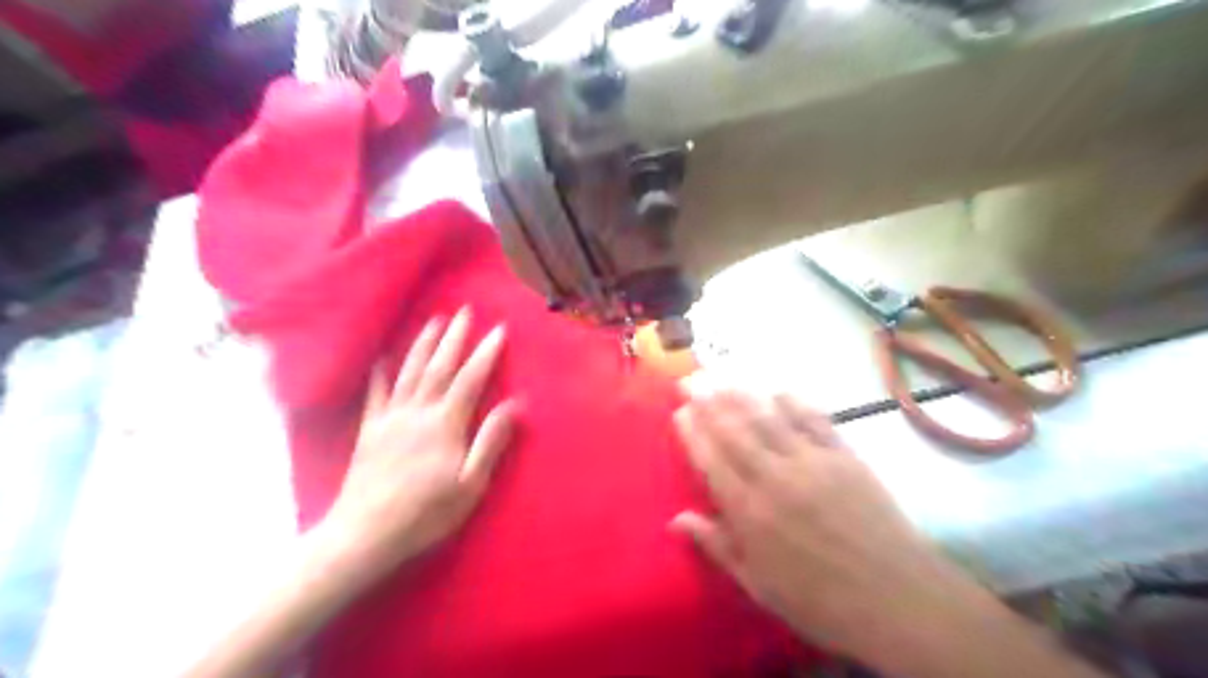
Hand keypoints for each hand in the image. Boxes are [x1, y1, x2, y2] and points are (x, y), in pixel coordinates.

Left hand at [318, 311, 517, 584]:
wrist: (365, 535)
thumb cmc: (426, 514)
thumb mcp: (470, 484)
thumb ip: (491, 441)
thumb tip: (514, 404)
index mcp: (446, 425)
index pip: (471, 379)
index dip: (486, 353)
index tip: (499, 329)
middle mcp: (418, 412)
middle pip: (440, 367)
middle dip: (455, 337)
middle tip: (465, 310)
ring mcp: (390, 419)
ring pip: (410, 371)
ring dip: (423, 344)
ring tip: (435, 321)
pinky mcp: (369, 430)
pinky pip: (375, 393)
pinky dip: (380, 372)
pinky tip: (383, 356)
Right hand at [675, 381, 1006, 667]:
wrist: (898, 600)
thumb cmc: (821, 601)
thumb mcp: (760, 585)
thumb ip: (717, 546)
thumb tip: (676, 519)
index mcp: (750, 513)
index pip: (712, 461)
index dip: (693, 433)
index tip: (679, 411)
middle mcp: (775, 478)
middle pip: (735, 431)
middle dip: (709, 403)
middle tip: (691, 380)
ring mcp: (812, 463)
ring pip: (768, 420)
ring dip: (742, 395)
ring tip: (722, 377)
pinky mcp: (845, 457)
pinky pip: (815, 421)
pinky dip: (795, 402)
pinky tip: (779, 390)